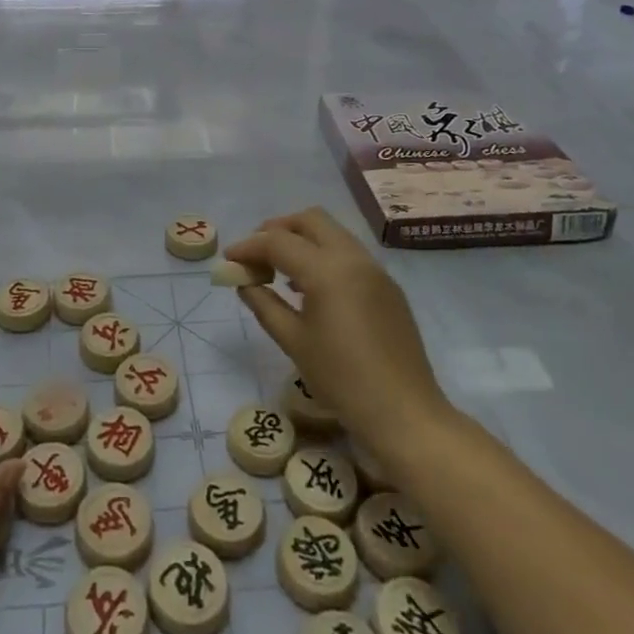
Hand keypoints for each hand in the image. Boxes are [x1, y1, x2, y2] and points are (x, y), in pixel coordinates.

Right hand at [227, 208, 454, 462]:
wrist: (404, 413)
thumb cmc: (341, 379)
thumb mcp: (293, 341)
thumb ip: (264, 304)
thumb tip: (244, 282)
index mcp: (326, 270)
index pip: (278, 242)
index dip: (249, 247)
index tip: (229, 259)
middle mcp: (352, 258)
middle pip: (309, 220)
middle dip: (278, 229)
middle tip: (257, 254)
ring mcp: (374, 269)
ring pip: (332, 232)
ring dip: (303, 240)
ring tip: (280, 269)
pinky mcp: (387, 286)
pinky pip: (349, 253)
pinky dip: (324, 255)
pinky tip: (311, 286)